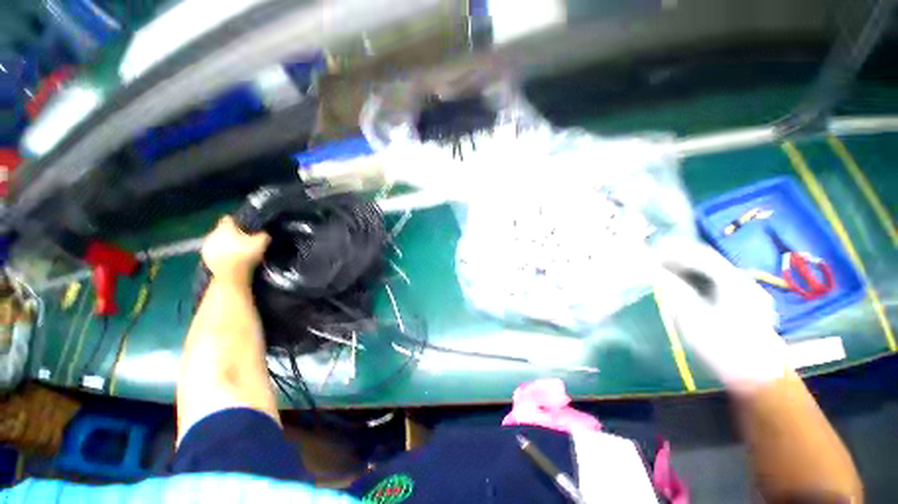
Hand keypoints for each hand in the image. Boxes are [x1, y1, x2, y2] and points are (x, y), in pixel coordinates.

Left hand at [201, 217, 270, 283]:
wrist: (230, 275)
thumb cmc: (245, 255)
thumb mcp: (261, 242)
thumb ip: (262, 234)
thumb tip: (263, 233)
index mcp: (225, 227)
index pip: (229, 219)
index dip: (237, 222)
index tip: (245, 227)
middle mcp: (212, 233)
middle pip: (222, 230)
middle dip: (230, 234)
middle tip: (242, 240)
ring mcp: (207, 246)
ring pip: (217, 241)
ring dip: (224, 244)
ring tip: (236, 251)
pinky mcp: (204, 258)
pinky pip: (214, 252)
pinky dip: (221, 254)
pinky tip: (229, 259)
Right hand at [653, 238, 788, 394]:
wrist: (760, 380)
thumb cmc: (725, 349)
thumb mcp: (693, 319)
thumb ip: (673, 290)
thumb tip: (652, 270)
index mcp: (733, 282)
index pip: (701, 255)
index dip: (674, 249)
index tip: (651, 250)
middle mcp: (743, 282)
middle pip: (707, 260)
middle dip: (679, 257)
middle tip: (653, 259)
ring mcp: (747, 294)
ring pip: (712, 272)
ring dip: (687, 268)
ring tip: (663, 270)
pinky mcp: (745, 305)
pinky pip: (716, 283)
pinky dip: (697, 279)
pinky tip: (685, 285)